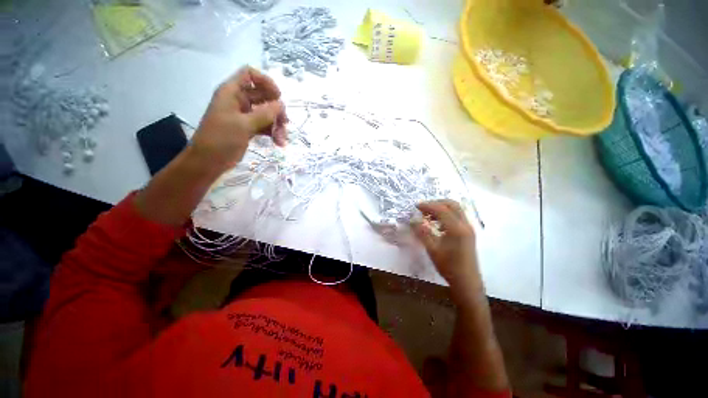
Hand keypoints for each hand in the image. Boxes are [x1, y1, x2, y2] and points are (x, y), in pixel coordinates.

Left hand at [191, 66, 286, 171]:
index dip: (265, 82)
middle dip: (276, 109)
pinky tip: (278, 143)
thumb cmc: (221, 139)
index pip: (250, 74)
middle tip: (285, 123)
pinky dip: (273, 133)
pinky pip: (265, 125)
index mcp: (232, 92)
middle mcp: (239, 101)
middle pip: (263, 96)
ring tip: (281, 140)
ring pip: (267, 113)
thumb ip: (264, 114)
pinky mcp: (248, 128)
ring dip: (277, 125)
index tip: (278, 97)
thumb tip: (281, 104)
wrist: (208, 161)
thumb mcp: (244, 125)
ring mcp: (244, 115)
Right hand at [412, 200, 482, 294]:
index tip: (416, 206)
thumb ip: (422, 232)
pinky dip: (447, 214)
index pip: (441, 209)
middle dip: (436, 203)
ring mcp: (469, 228)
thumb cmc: (448, 267)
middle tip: (423, 209)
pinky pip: (458, 216)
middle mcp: (465, 224)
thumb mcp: (432, 250)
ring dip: (441, 208)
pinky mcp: (468, 232)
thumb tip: (413, 220)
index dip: (427, 205)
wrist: (467, 282)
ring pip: (456, 209)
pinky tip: (437, 223)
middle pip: (451, 204)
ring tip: (428, 215)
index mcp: (456, 229)